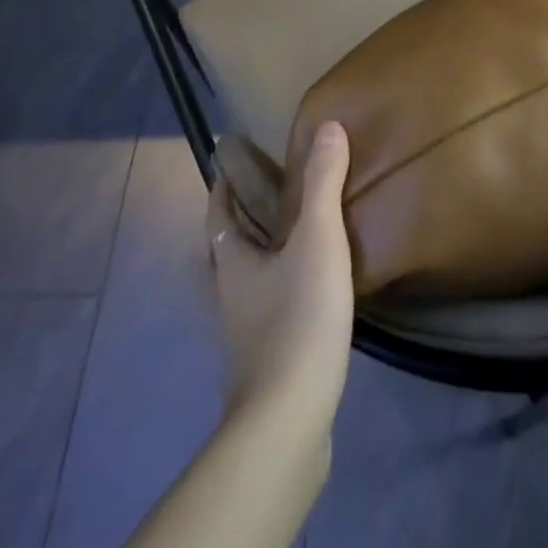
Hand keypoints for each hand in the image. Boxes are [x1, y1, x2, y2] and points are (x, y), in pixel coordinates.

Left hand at [206, 121, 354, 430]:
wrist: (288, 421)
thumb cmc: (297, 319)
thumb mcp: (317, 240)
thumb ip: (323, 183)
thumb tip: (328, 126)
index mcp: (232, 261)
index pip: (219, 213)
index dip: (223, 186)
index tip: (231, 161)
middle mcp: (229, 293)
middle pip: (228, 246)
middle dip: (242, 217)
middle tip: (270, 191)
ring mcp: (245, 332)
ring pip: (247, 278)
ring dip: (262, 252)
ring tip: (295, 234)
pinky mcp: (265, 360)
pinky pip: (268, 307)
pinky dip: (280, 286)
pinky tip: (309, 289)